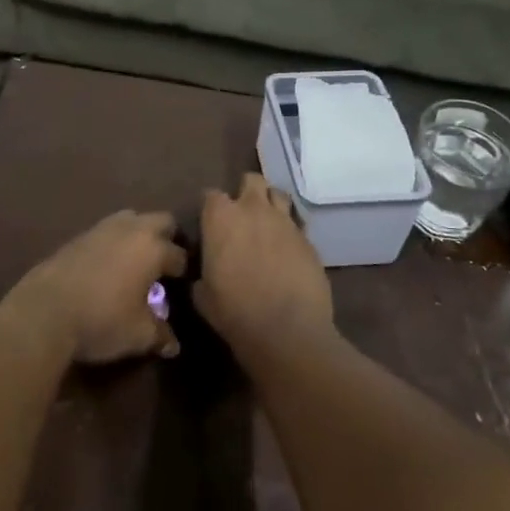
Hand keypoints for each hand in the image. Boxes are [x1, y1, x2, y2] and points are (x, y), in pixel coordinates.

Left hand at [0, 210, 184, 364]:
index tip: (183, 286)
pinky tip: (108, 265)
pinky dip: (114, 242)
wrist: (44, 311)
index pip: (180, 255)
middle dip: (168, 238)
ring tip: (136, 260)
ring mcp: (102, 228)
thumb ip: (160, 335)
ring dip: (139, 234)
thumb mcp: (138, 335)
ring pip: (131, 219)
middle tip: (165, 264)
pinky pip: (106, 231)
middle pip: (161, 221)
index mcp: (153, 249)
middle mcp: (131, 229)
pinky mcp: (78, 235)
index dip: (184, 272)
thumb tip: (173, 345)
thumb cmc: (101, 320)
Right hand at [196, 174, 332, 356]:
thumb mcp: (202, 296)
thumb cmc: (234, 312)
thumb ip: (201, 274)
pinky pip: (297, 223)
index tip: (211, 224)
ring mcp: (284, 221)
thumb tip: (203, 273)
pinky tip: (288, 250)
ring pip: (278, 194)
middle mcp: (253, 209)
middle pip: (251, 180)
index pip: (211, 195)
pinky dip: (290, 231)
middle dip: (246, 192)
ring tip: (268, 225)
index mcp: (221, 218)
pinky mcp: (308, 238)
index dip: (211, 208)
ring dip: (271, 204)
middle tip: (242, 216)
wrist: (287, 330)